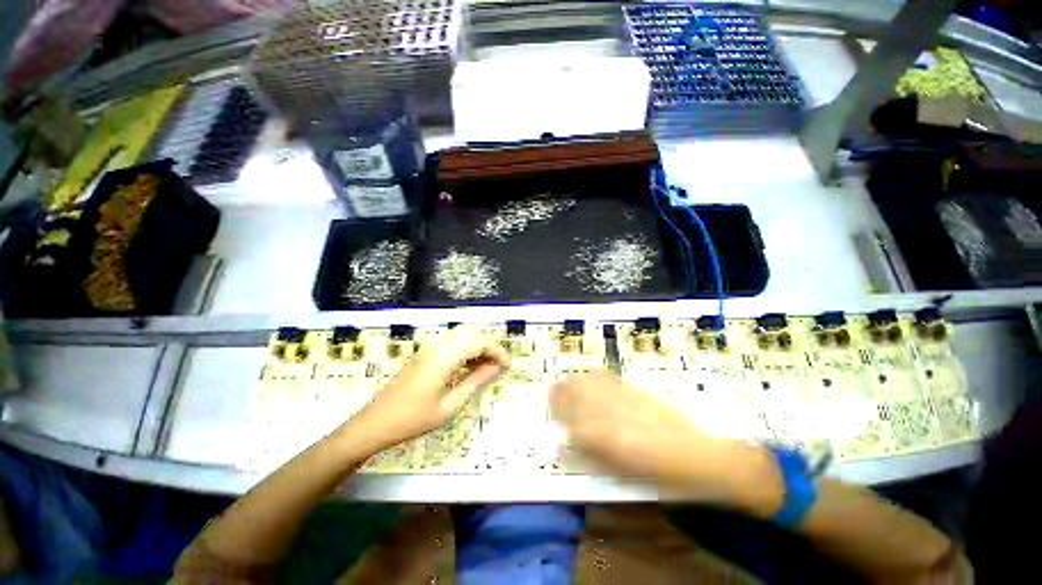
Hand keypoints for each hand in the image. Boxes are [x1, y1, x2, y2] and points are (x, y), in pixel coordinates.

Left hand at [346, 326, 509, 450]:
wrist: (374, 424)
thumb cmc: (413, 419)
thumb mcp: (450, 405)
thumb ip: (476, 382)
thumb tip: (497, 368)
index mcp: (444, 357)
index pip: (480, 342)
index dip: (498, 351)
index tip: (508, 366)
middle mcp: (438, 346)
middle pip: (471, 333)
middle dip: (489, 346)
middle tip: (497, 366)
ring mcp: (429, 348)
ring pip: (461, 336)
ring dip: (477, 347)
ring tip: (485, 369)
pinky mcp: (424, 354)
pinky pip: (451, 344)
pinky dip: (465, 351)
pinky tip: (468, 369)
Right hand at [551, 370, 711, 482]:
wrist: (691, 454)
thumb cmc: (653, 472)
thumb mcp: (617, 472)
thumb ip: (588, 456)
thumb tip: (566, 442)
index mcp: (602, 437)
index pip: (569, 418)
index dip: (557, 410)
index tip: (550, 405)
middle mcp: (608, 412)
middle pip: (576, 393)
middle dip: (561, 390)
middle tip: (553, 390)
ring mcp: (621, 398)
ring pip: (590, 382)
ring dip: (575, 380)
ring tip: (567, 380)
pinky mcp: (633, 391)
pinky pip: (609, 378)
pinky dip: (596, 375)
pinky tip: (592, 374)